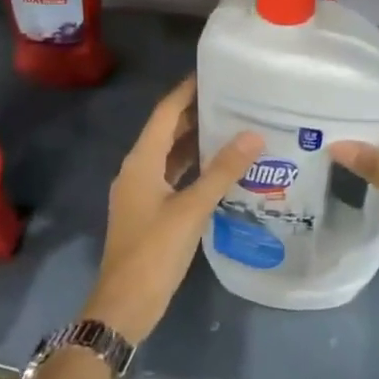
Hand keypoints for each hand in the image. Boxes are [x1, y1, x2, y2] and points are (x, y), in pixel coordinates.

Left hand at [86, 77, 262, 344]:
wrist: (124, 305)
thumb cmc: (153, 252)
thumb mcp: (191, 209)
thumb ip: (222, 171)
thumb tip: (253, 135)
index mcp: (141, 162)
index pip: (165, 114)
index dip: (186, 91)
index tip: (213, 73)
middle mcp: (137, 170)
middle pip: (166, 131)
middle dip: (195, 112)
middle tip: (233, 97)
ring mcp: (141, 192)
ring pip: (170, 155)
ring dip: (196, 140)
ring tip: (232, 125)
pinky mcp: (150, 211)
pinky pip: (173, 176)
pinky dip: (193, 166)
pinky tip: (220, 167)